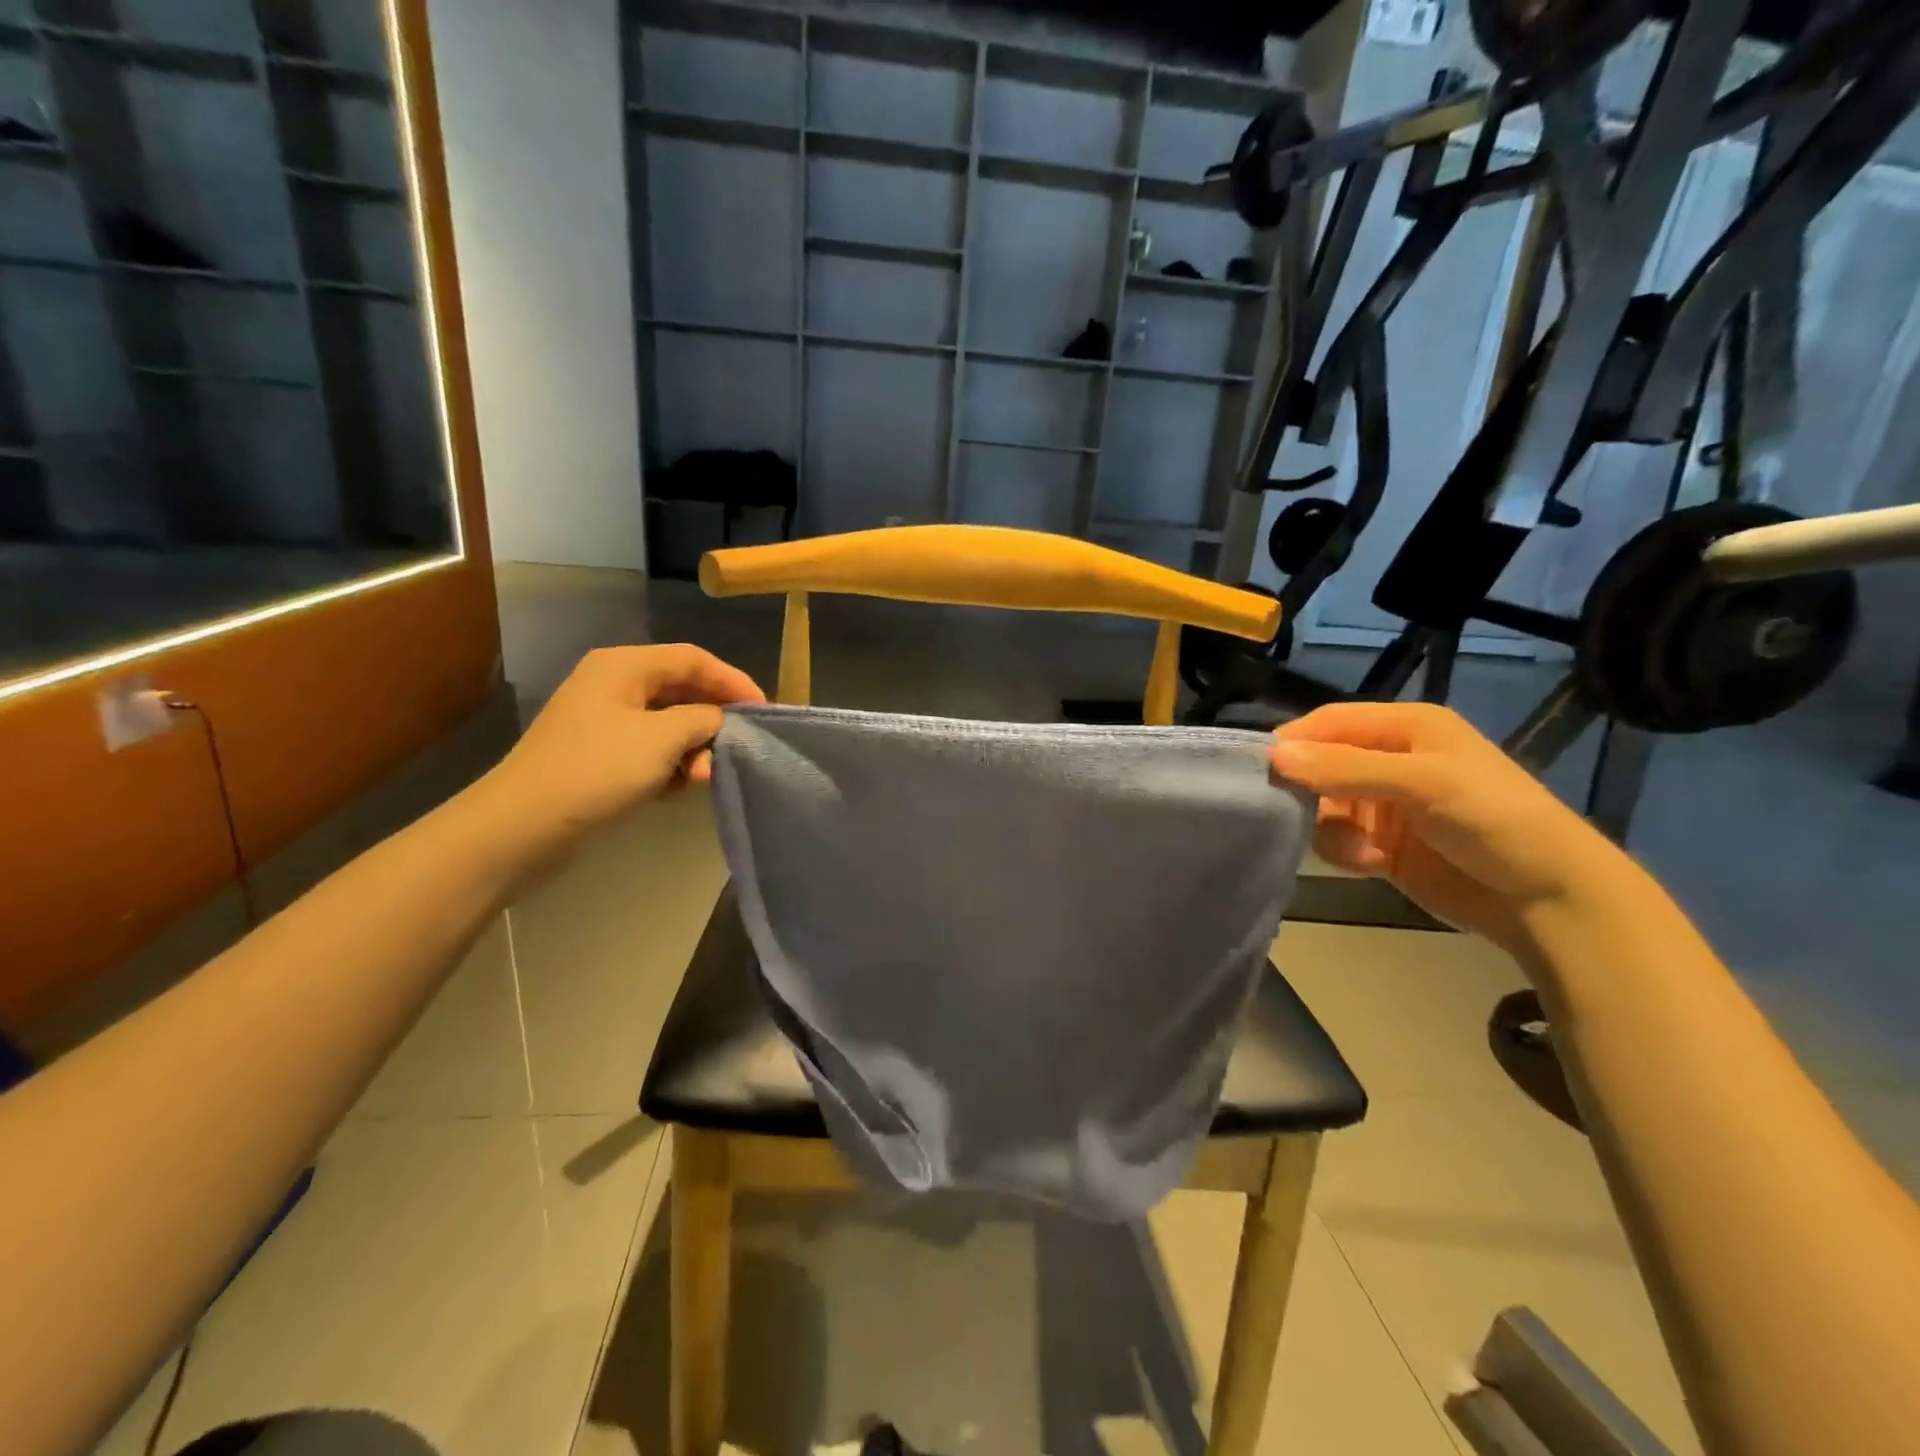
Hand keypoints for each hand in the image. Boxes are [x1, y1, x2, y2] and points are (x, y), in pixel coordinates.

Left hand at [486, 645, 763, 839]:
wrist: (522, 825)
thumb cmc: (596, 770)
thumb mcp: (661, 739)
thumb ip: (702, 720)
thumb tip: (719, 720)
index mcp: (624, 666)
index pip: (693, 659)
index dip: (733, 680)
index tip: (763, 710)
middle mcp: (614, 684)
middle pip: (681, 690)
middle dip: (713, 719)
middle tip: (740, 746)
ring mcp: (604, 721)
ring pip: (667, 723)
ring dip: (694, 747)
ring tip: (707, 776)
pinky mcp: (599, 754)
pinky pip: (650, 748)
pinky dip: (671, 763)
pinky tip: (681, 787)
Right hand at [1268, 702, 1634, 949]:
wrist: (1547, 898)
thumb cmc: (1493, 819)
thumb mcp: (1422, 783)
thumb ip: (1346, 768)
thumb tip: (1274, 756)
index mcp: (1405, 727)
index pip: (1329, 722)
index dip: (1294, 740)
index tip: (1257, 767)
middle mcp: (1389, 760)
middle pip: (1319, 764)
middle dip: (1305, 788)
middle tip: (1287, 811)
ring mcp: (1383, 804)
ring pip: (1322, 805)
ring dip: (1327, 826)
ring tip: (1357, 847)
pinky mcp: (1381, 844)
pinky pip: (1336, 839)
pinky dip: (1344, 851)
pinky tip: (1371, 863)